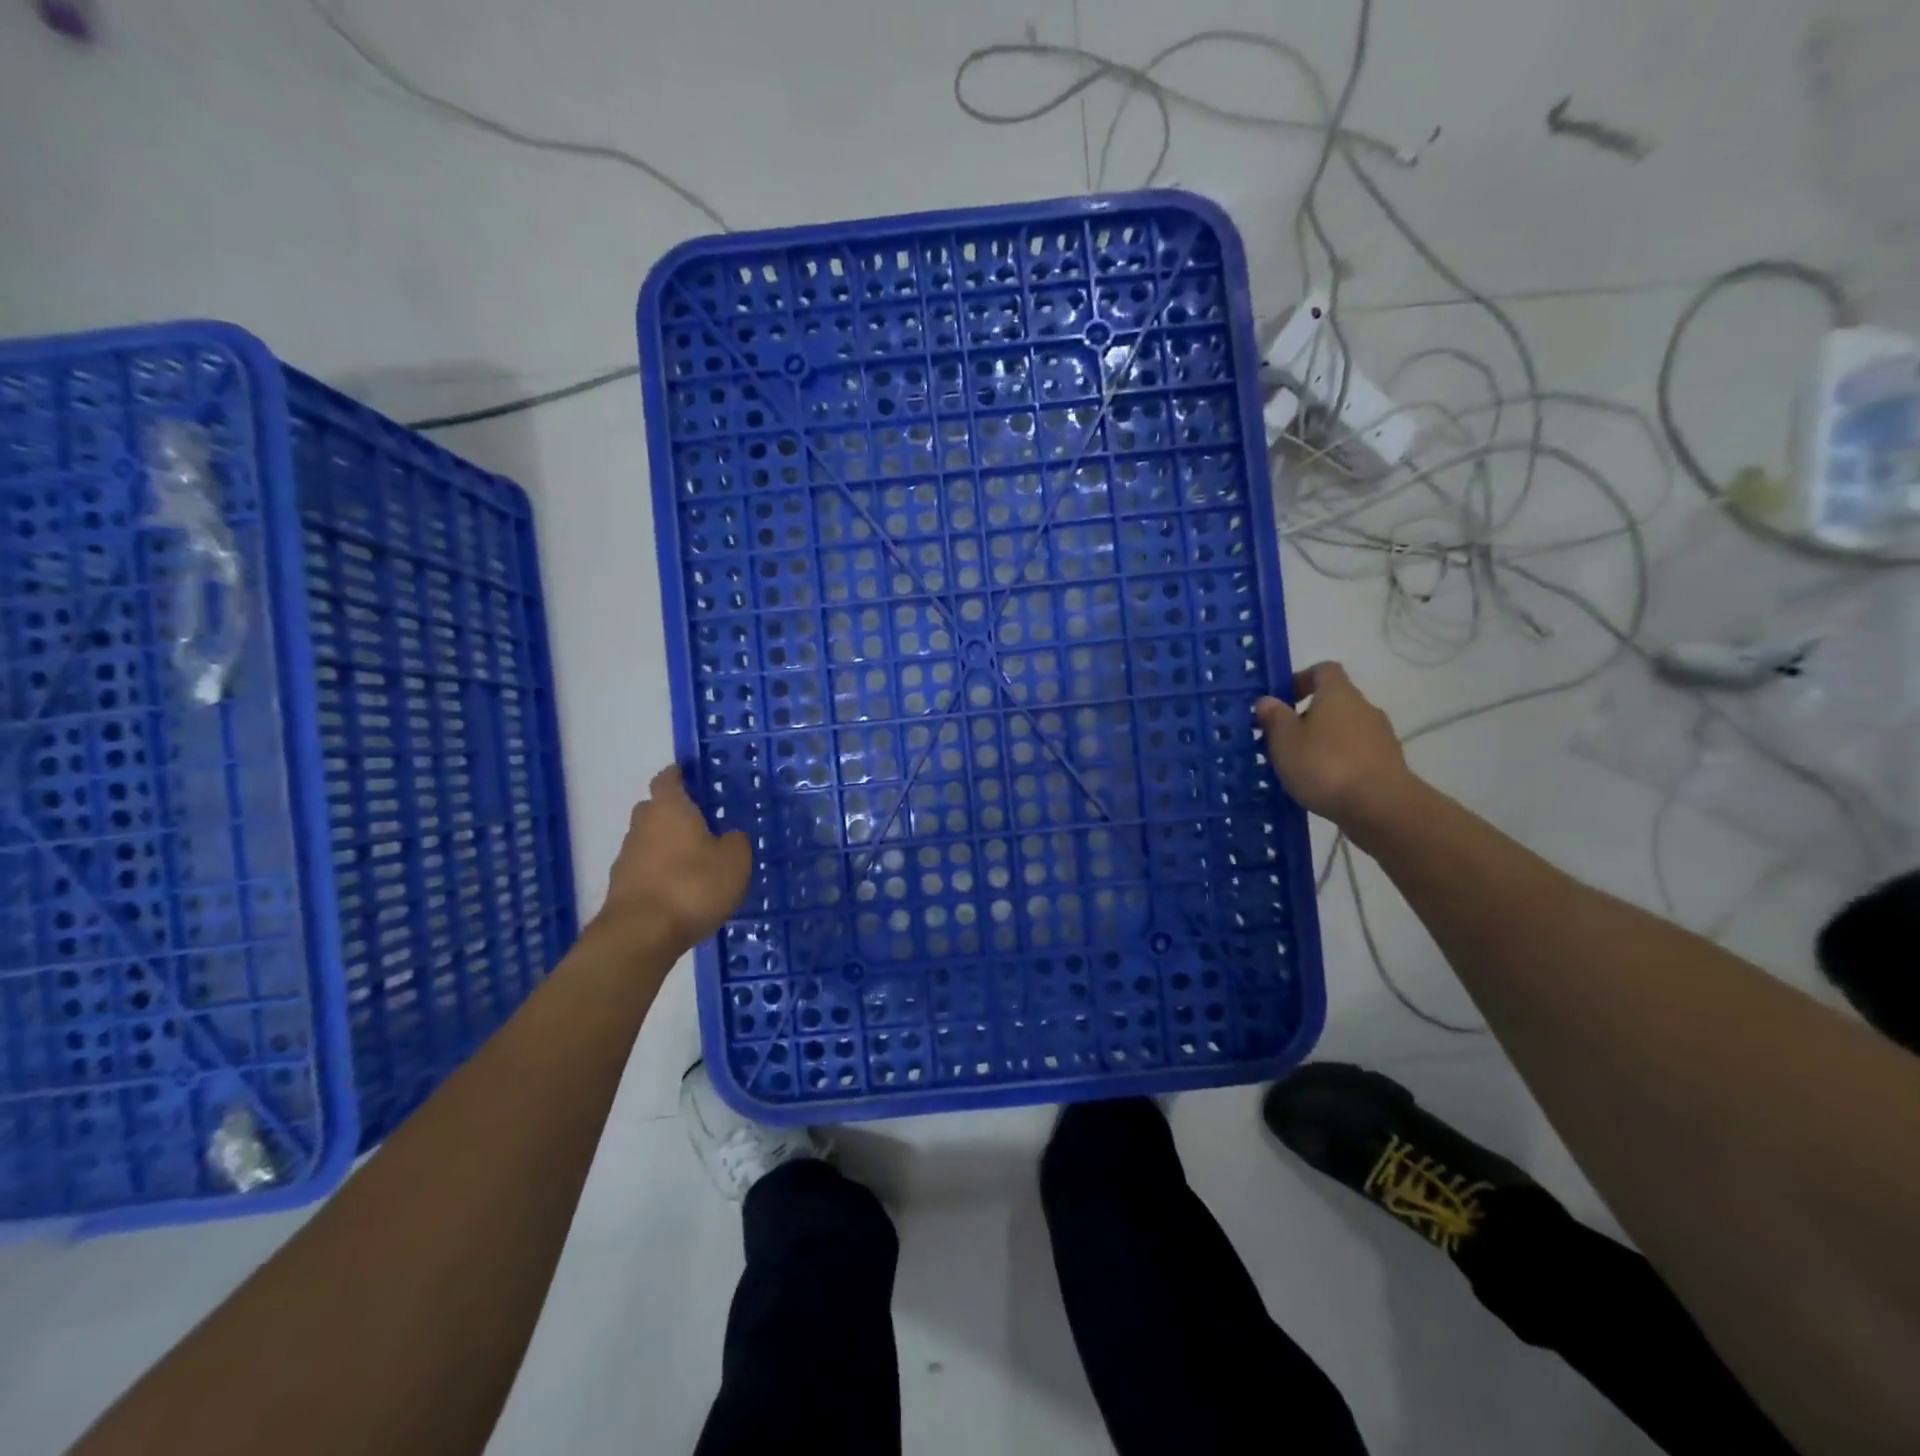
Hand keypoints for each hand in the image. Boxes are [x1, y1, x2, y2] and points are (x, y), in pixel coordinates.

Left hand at [594, 766, 751, 953]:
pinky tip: (681, 889)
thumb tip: (729, 836)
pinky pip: (645, 869)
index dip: (678, 775)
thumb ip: (735, 842)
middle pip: (655, 809)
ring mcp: (627, 857)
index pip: (668, 779)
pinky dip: (660, 873)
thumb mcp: (734, 860)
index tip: (689, 776)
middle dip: (674, 812)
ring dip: (667, 846)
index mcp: (669, 808)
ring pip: (649, 840)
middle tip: (701, 822)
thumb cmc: (692, 885)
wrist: (641, 935)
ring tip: (695, 861)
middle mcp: (643, 825)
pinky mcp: (621, 887)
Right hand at [1256, 663, 1417, 840]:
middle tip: (1283, 739)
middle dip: (1309, 716)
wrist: (1381, 807)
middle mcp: (1364, 707)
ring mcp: (1381, 736)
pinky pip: (1357, 753)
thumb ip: (1275, 718)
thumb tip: (1268, 700)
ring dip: (1324, 741)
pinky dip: (1340, 762)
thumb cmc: (1325, 765)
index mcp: (1338, 694)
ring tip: (1301, 766)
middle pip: (1334, 701)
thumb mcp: (1285, 741)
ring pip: (1345, 729)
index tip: (1282, 700)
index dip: (1301, 679)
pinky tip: (1324, 784)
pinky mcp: (1388, 763)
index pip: (1323, 670)